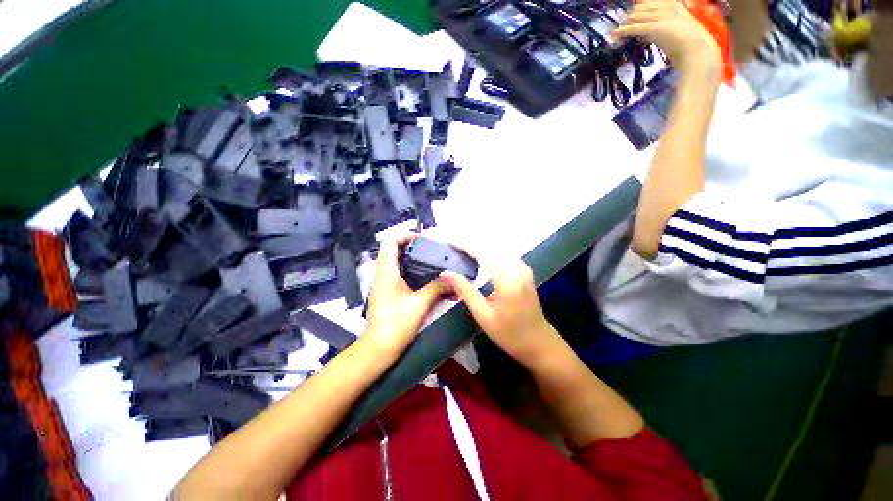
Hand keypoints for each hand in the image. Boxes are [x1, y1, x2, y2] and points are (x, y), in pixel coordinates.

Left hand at [363, 233, 449, 357]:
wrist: (378, 349)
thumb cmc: (395, 325)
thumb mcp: (419, 304)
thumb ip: (436, 288)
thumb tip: (452, 279)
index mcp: (387, 271)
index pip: (390, 241)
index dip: (405, 234)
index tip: (424, 239)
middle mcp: (384, 273)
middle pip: (394, 249)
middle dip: (413, 245)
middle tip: (433, 249)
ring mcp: (385, 283)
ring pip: (399, 261)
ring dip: (414, 258)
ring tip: (434, 261)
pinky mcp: (389, 292)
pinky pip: (401, 273)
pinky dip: (414, 271)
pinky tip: (429, 277)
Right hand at [439, 246, 561, 366]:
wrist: (538, 342)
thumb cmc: (509, 334)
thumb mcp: (483, 315)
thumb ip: (465, 290)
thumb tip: (445, 273)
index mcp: (507, 280)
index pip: (483, 254)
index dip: (466, 245)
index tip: (450, 241)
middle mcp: (517, 268)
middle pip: (491, 247)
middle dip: (471, 243)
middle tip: (452, 245)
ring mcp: (523, 268)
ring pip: (498, 249)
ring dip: (480, 246)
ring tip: (461, 248)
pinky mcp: (524, 270)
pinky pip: (503, 254)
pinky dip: (489, 252)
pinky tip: (478, 256)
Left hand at [614, 0, 720, 79]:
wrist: (694, 51)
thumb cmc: (685, 43)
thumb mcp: (671, 28)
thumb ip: (658, 25)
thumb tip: (641, 27)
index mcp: (673, 3)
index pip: (649, 2)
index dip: (638, 10)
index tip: (631, 19)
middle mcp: (667, 5)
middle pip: (639, 8)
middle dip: (629, 18)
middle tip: (622, 30)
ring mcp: (661, 15)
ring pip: (634, 16)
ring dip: (624, 25)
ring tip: (617, 35)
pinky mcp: (654, 27)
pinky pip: (633, 27)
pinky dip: (621, 31)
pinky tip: (614, 35)